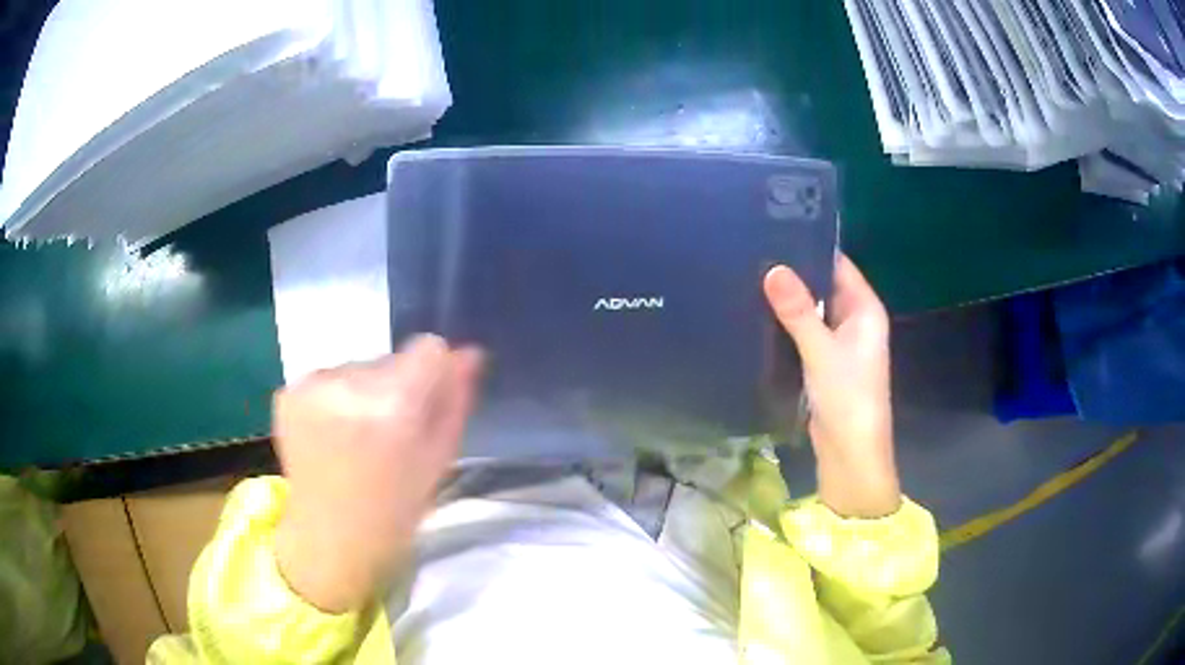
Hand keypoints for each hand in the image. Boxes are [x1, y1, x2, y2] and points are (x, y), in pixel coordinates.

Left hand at [273, 335, 482, 612]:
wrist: (332, 538)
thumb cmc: (395, 508)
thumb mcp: (439, 459)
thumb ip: (455, 401)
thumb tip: (469, 353)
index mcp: (394, 405)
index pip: (428, 348)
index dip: (432, 374)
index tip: (423, 405)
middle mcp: (348, 384)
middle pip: (390, 359)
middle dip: (395, 387)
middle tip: (387, 434)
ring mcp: (311, 386)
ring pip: (356, 367)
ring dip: (362, 393)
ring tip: (356, 439)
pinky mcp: (287, 393)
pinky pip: (326, 378)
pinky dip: (332, 399)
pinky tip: (330, 436)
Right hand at [764, 255, 900, 518]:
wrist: (850, 455)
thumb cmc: (848, 399)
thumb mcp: (822, 352)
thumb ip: (799, 311)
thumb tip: (772, 268)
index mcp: (865, 310)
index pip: (838, 264)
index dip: (810, 246)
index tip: (775, 228)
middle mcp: (854, 321)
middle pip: (823, 286)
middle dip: (794, 274)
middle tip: (752, 252)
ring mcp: (838, 344)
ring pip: (811, 311)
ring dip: (788, 301)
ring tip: (748, 277)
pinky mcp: (823, 364)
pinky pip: (804, 335)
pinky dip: (786, 326)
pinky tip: (757, 315)